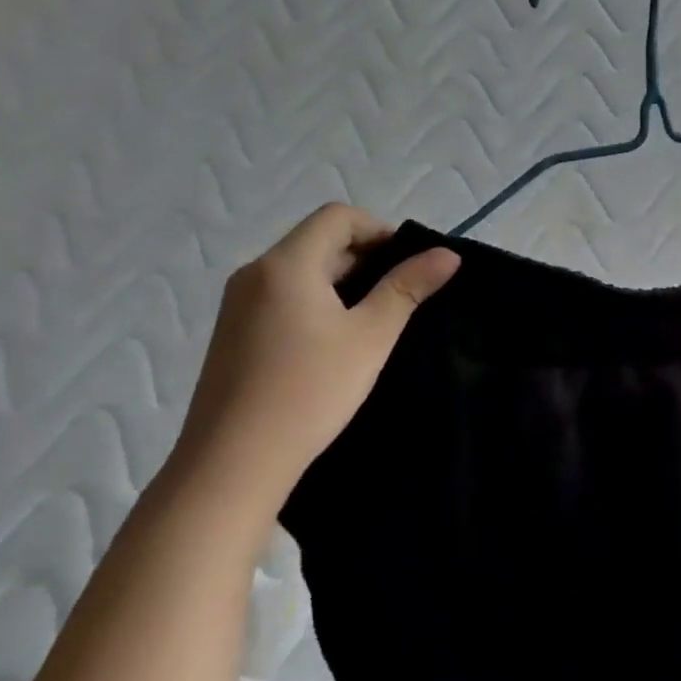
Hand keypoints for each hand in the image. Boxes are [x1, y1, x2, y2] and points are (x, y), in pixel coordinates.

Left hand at [173, 203, 458, 504]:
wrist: (233, 463)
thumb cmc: (310, 390)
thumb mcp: (371, 336)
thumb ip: (408, 288)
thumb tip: (448, 254)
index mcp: (286, 264)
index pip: (337, 217)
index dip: (380, 230)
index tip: (409, 266)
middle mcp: (255, 273)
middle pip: (318, 241)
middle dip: (365, 257)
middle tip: (400, 296)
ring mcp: (238, 305)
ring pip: (301, 271)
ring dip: (342, 281)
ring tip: (373, 321)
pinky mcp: (233, 334)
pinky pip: (283, 297)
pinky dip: (316, 302)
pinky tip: (335, 343)